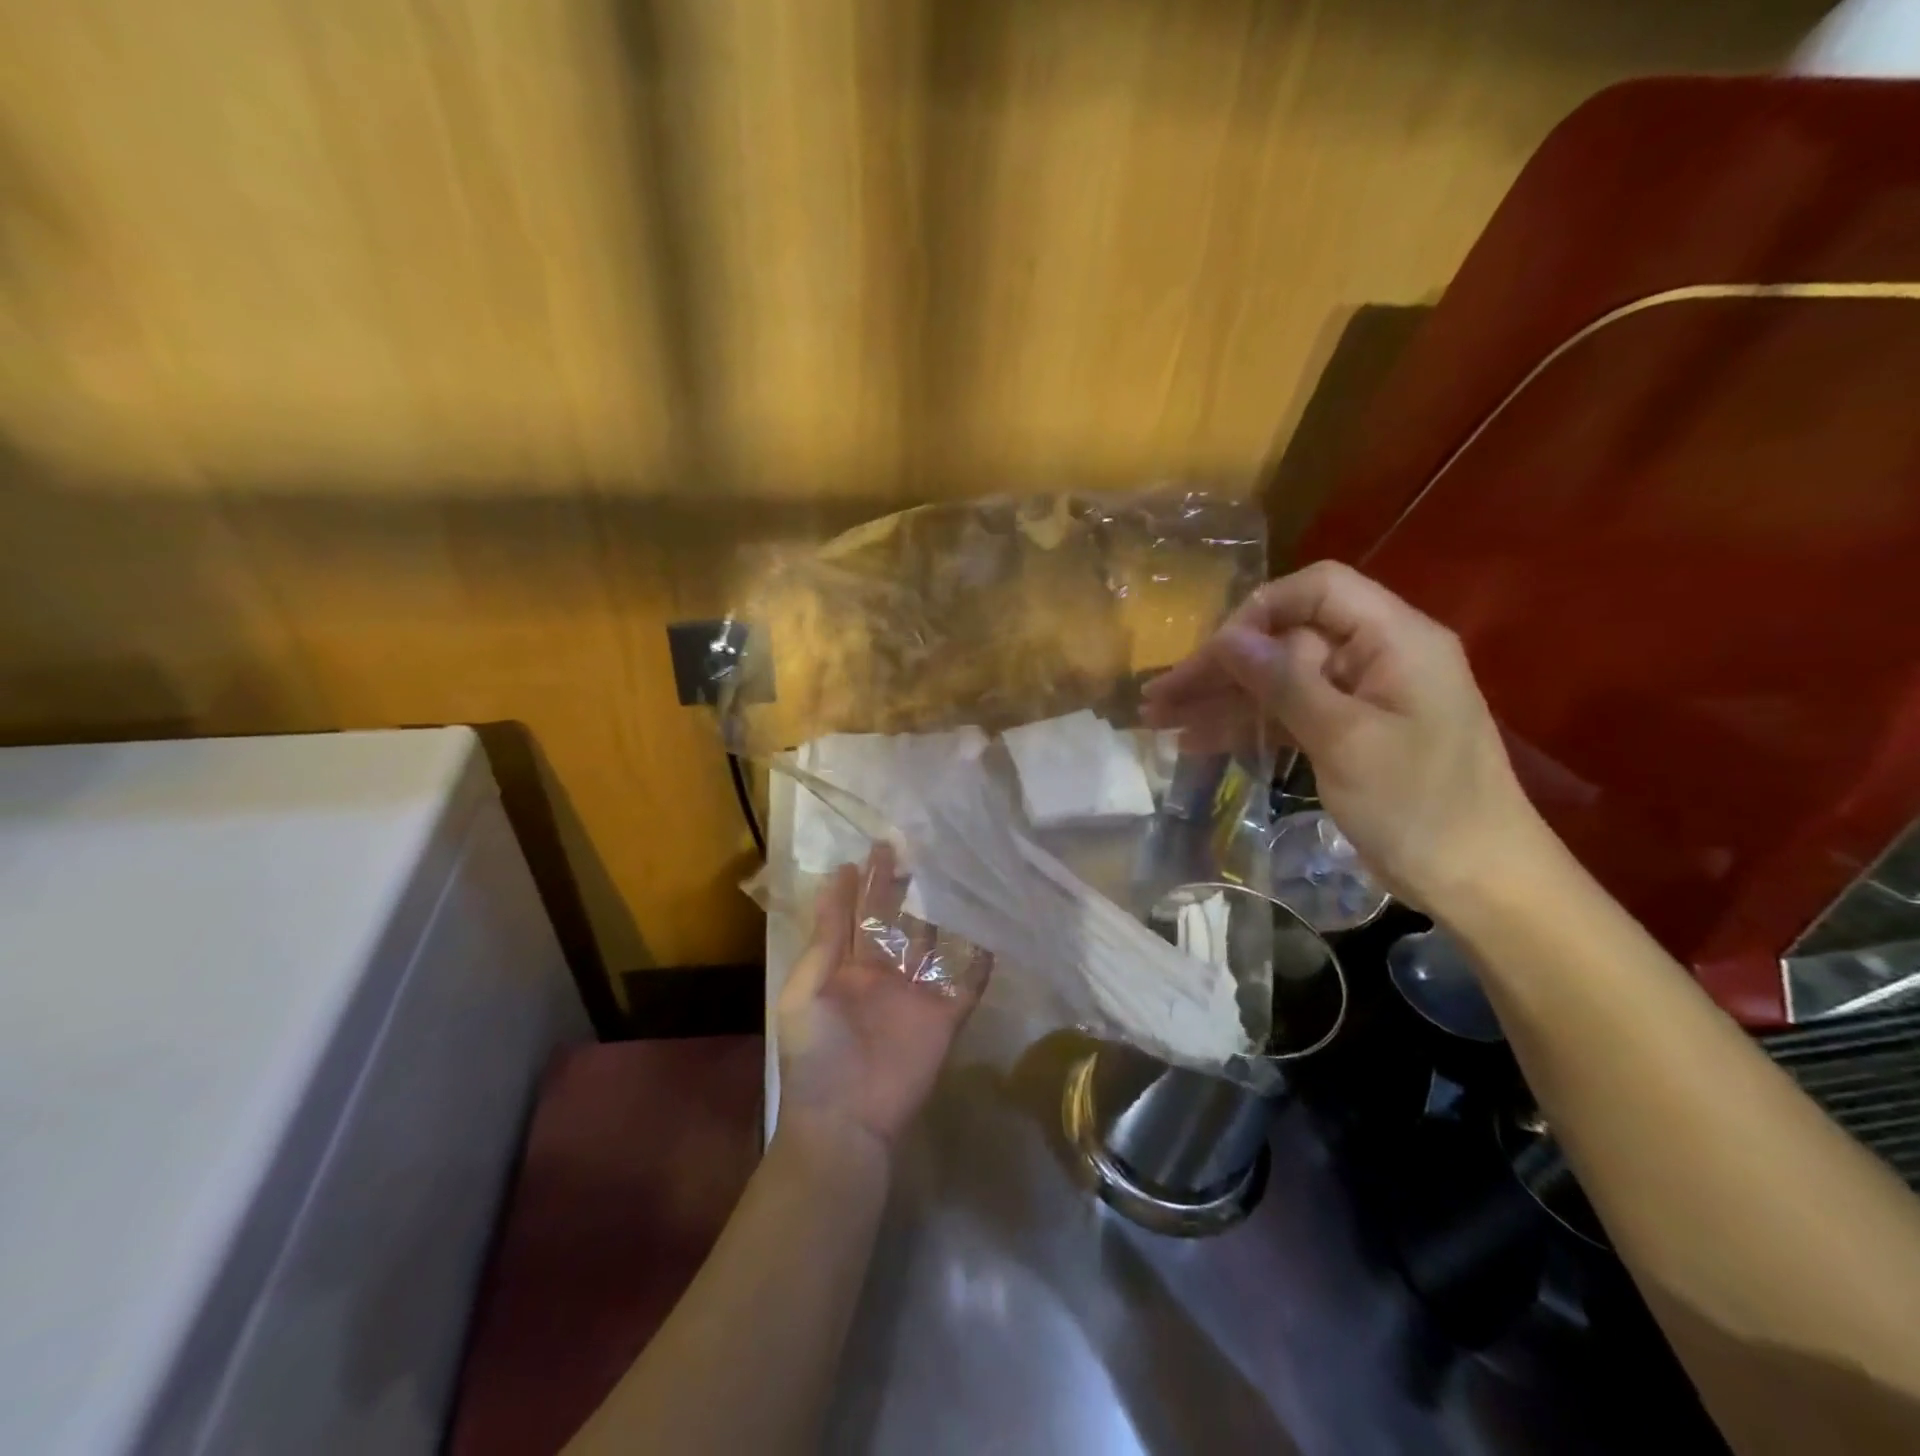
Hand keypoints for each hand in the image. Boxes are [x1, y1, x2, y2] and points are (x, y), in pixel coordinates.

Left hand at [777, 846, 988, 1157]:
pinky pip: (968, 985)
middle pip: (892, 922)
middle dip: (897, 888)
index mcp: (843, 969)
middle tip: (908, 849)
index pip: (853, 916)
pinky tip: (992, 933)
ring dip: (939, 914)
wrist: (846, 1122)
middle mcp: (881, 975)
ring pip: (930, 944)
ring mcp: (915, 994)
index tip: (867, 851)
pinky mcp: (944, 1018)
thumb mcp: (805, 991)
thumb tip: (836, 882)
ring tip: (951, 876)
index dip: (858, 885)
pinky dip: (981, 963)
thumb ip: (825, 940)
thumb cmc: (816, 1055)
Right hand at [1140, 560, 1540, 910]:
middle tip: (1159, 696)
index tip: (1214, 655)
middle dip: (1221, 666)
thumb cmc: (1419, 806)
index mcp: (1394, 639)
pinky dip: (1245, 726)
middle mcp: (1375, 656)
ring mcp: (1360, 697)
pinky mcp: (1347, 733)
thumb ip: (1285, 682)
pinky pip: (1287, 715)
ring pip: (1277, 681)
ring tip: (1157, 720)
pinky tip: (1195, 741)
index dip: (1258, 611)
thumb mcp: (1346, 739)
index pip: (1316, 590)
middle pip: (1285, 640)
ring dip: (1221, 699)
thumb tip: (1228, 637)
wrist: (1479, 882)